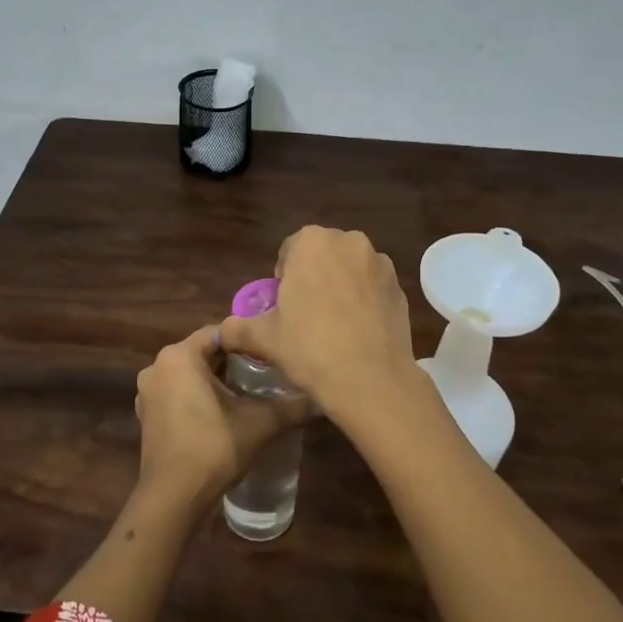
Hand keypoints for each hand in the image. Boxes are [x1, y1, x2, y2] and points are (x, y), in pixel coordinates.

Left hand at [134, 323, 309, 511]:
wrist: (174, 497)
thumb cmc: (213, 448)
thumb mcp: (259, 423)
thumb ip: (291, 406)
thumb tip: (320, 399)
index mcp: (179, 356)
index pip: (219, 332)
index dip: (247, 341)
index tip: (271, 354)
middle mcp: (158, 366)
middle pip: (203, 352)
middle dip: (233, 362)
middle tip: (265, 375)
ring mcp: (148, 392)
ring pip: (189, 374)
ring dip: (215, 380)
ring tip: (249, 395)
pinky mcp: (147, 414)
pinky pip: (177, 393)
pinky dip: (197, 397)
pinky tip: (222, 414)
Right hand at [218, 226, 419, 420]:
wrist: (371, 380)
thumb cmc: (310, 348)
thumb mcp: (264, 338)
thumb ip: (237, 328)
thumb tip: (222, 332)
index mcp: (312, 242)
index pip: (290, 250)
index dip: (284, 277)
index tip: (284, 305)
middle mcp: (349, 241)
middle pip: (323, 254)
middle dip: (314, 276)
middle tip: (306, 314)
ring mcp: (380, 263)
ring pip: (351, 269)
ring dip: (341, 286)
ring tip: (334, 324)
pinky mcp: (401, 287)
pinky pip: (373, 287)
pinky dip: (364, 301)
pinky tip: (357, 331)